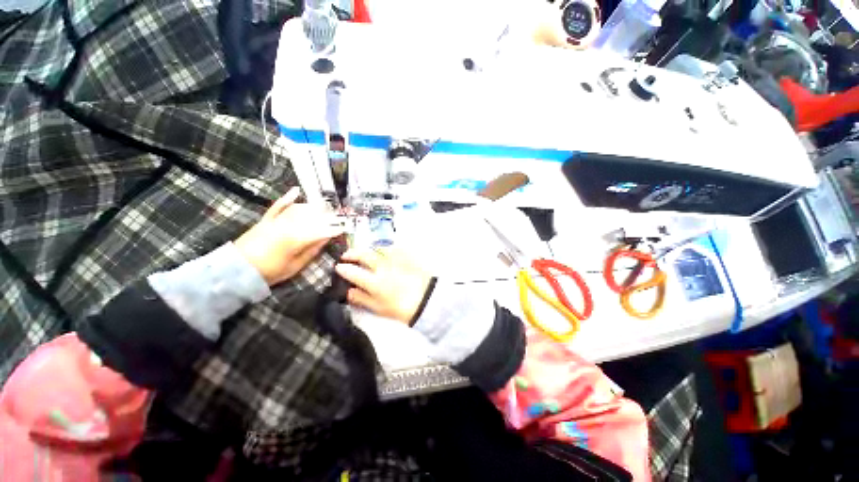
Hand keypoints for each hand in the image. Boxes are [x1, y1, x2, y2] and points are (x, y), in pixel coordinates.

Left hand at [235, 187, 344, 285]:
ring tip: (326, 209)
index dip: (335, 229)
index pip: (321, 230)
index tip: (344, 228)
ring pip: (299, 210)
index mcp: (297, 239)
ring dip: (314, 209)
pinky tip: (296, 190)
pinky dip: (287, 198)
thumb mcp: (295, 265)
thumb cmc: (271, 271)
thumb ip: (312, 251)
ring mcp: (276, 221)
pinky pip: (278, 206)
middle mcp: (288, 225)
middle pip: (313, 217)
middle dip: (328, 217)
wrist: (238, 269)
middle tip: (339, 218)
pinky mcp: (267, 220)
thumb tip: (326, 239)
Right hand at [334, 248, 432, 323]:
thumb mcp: (379, 308)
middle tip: (346, 255)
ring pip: (378, 249)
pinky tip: (384, 251)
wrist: (427, 300)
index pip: (353, 272)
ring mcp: (395, 260)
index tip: (338, 267)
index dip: (343, 268)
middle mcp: (383, 267)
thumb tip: (348, 291)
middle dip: (352, 253)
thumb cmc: (401, 308)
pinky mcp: (406, 256)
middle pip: (365, 255)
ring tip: (364, 253)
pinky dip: (385, 248)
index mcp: (374, 282)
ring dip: (368, 250)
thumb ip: (362, 299)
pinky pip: (393, 248)